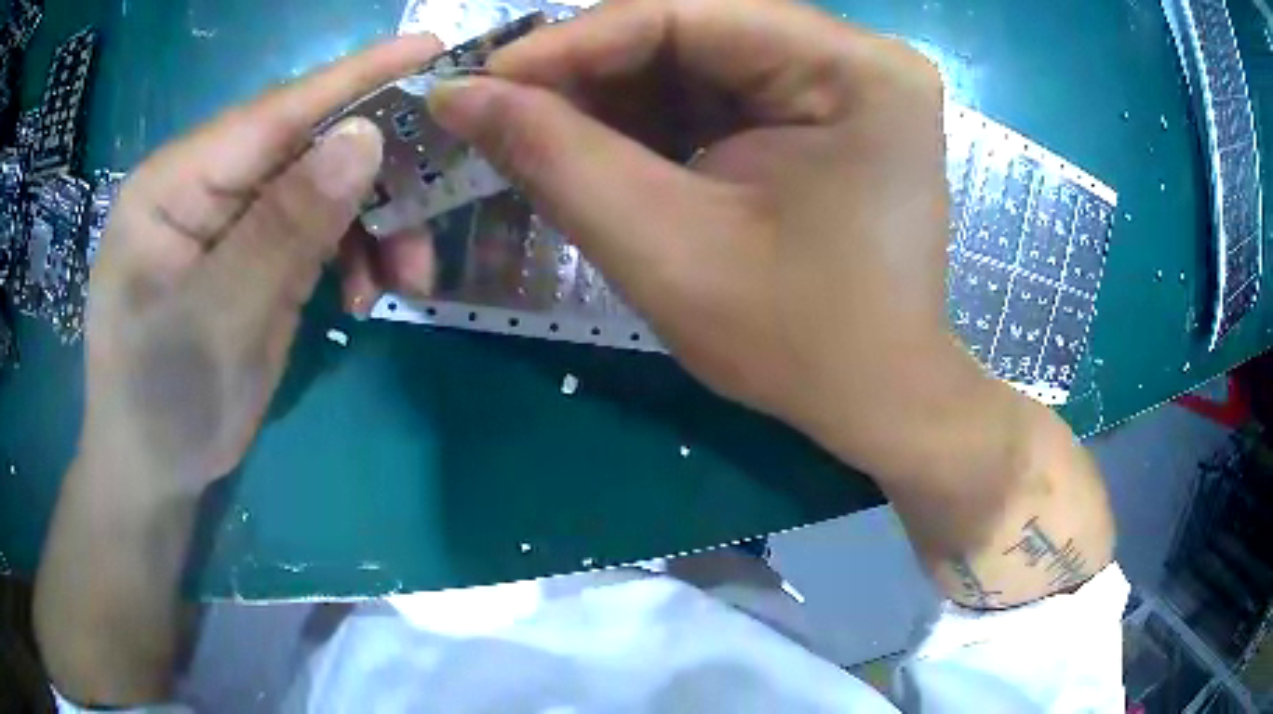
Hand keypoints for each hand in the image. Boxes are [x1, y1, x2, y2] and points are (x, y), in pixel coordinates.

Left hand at [81, 34, 441, 491]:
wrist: (152, 474)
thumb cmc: (164, 404)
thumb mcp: (221, 320)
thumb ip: (285, 226)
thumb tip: (364, 137)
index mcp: (174, 182)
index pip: (274, 111)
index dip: (355, 78)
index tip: (431, 46)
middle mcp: (202, 184)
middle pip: (305, 147)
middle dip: (374, 178)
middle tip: (429, 219)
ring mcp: (228, 218)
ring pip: (320, 189)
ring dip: (371, 226)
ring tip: (402, 281)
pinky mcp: (249, 253)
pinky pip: (314, 229)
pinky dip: (351, 255)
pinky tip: (365, 295)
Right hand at [426, 0, 974, 479]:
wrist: (878, 399)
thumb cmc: (797, 343)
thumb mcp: (665, 248)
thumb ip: (554, 156)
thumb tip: (457, 96)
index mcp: (854, 70)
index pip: (685, 12)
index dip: (569, 42)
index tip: (480, 82)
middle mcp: (859, 57)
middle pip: (694, 30)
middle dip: (590, 71)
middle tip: (501, 111)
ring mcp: (848, 83)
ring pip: (700, 60)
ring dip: (614, 96)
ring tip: (541, 135)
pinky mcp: (829, 113)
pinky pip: (723, 93)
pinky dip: (654, 119)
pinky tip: (605, 150)